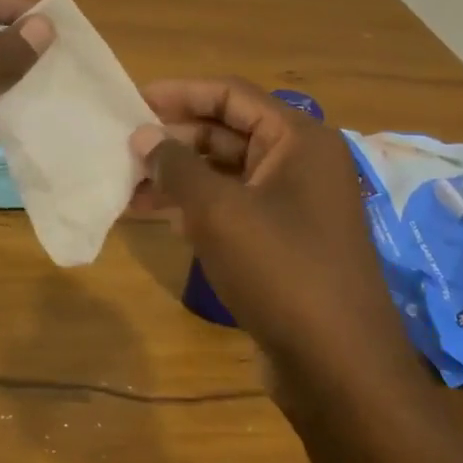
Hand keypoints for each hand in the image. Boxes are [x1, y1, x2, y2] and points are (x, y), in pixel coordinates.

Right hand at [132, 78, 462, 462]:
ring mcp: (291, 205)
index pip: (231, 95)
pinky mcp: (280, 242)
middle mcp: (299, 164)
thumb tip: (143, 134)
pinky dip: (192, 207)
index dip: (180, 92)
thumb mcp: (218, 211)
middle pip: (226, 131)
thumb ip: (175, 165)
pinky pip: (229, 207)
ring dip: (176, 175)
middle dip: (173, 138)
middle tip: (122, 147)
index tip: (132, 101)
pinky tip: (152, 215)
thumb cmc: (281, 270)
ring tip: (125, 183)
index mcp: (298, 140)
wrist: (339, 369)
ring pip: (223, 173)